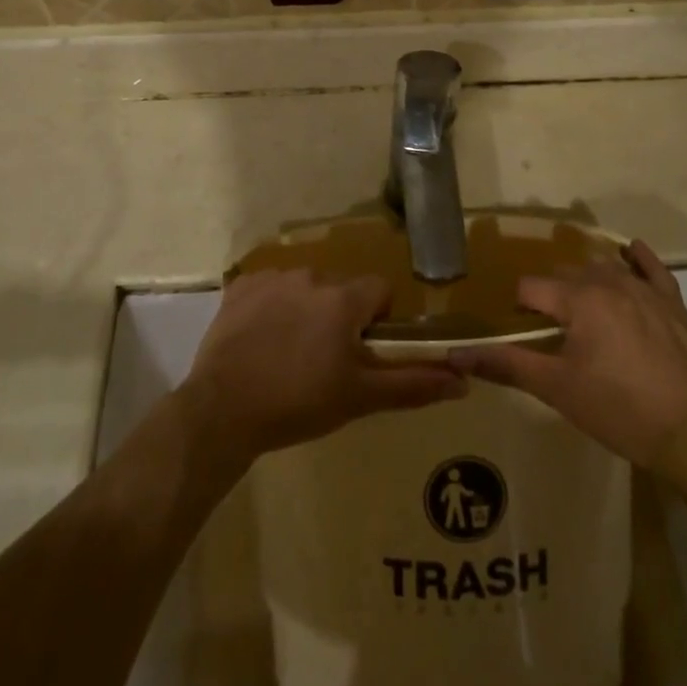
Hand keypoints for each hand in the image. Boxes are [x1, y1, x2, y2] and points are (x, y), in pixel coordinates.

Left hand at [182, 269, 465, 466]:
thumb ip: (413, 383)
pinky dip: (271, 307)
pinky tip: (260, 341)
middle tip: (324, 360)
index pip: (379, 290)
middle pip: (341, 289)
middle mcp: (311, 276)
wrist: (223, 410)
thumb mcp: (361, 397)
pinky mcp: (240, 286)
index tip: (361, 351)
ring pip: (305, 288)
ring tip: (288, 354)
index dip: (378, 320)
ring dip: (306, 310)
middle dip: (340, 317)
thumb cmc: (300, 403)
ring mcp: (272, 278)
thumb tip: (463, 380)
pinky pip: (270, 288)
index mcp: (343, 298)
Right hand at [449, 241, 686, 468]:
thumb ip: (505, 365)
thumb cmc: (616, 409)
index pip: (531, 288)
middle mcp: (608, 282)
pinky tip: (630, 253)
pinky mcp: (672, 303)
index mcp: (578, 300)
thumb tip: (456, 355)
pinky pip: (652, 268)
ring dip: (587, 281)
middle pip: (566, 275)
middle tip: (552, 331)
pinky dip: (638, 258)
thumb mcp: (556, 388)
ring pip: (604, 268)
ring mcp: (644, 289)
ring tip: (583, 310)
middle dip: (553, 296)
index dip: (521, 308)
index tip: (524, 333)